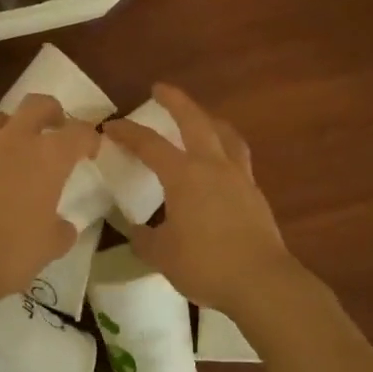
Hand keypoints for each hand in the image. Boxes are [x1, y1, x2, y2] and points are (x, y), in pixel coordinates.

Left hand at [0, 94, 99, 323]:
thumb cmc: (10, 253)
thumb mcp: (48, 248)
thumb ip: (60, 230)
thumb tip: (62, 226)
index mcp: (47, 158)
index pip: (78, 132)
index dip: (88, 138)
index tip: (89, 149)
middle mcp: (12, 140)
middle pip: (36, 104)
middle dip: (49, 111)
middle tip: (52, 127)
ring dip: (5, 131)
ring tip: (6, 152)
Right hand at [102, 85, 299, 317]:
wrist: (262, 283)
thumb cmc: (206, 264)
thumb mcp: (162, 255)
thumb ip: (145, 239)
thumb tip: (136, 230)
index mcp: (184, 175)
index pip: (149, 144)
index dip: (127, 132)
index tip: (109, 126)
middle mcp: (212, 166)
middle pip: (194, 121)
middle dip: (176, 101)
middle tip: (161, 88)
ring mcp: (239, 177)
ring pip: (225, 134)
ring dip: (209, 119)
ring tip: (202, 118)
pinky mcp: (255, 194)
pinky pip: (239, 158)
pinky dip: (226, 149)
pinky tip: (221, 164)